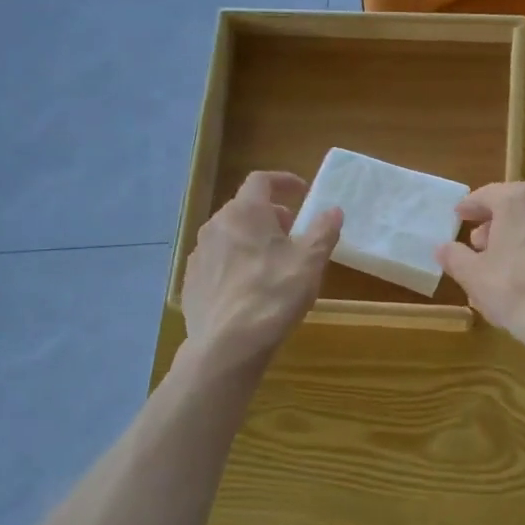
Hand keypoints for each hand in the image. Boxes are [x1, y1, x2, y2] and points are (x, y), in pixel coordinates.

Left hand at [181, 172, 341, 371]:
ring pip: (228, 234)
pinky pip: (216, 260)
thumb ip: (323, 231)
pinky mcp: (191, 280)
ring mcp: (199, 253)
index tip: (302, 191)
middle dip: (269, 214)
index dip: (283, 181)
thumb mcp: (310, 262)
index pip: (261, 180)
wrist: (227, 344)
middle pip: (244, 208)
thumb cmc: (274, 294)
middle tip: (291, 232)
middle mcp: (216, 225)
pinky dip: (234, 262)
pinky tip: (247, 287)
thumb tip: (333, 210)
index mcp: (245, 212)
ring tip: (271, 261)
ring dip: (250, 238)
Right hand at [436, 182, 524, 360]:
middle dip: (495, 224)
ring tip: (501, 264)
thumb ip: (455, 257)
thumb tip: (444, 248)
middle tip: (478, 245)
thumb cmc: (516, 290)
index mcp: (518, 201)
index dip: (470, 206)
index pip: (488, 195)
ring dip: (517, 238)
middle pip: (515, 207)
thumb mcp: (473, 276)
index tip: (459, 216)